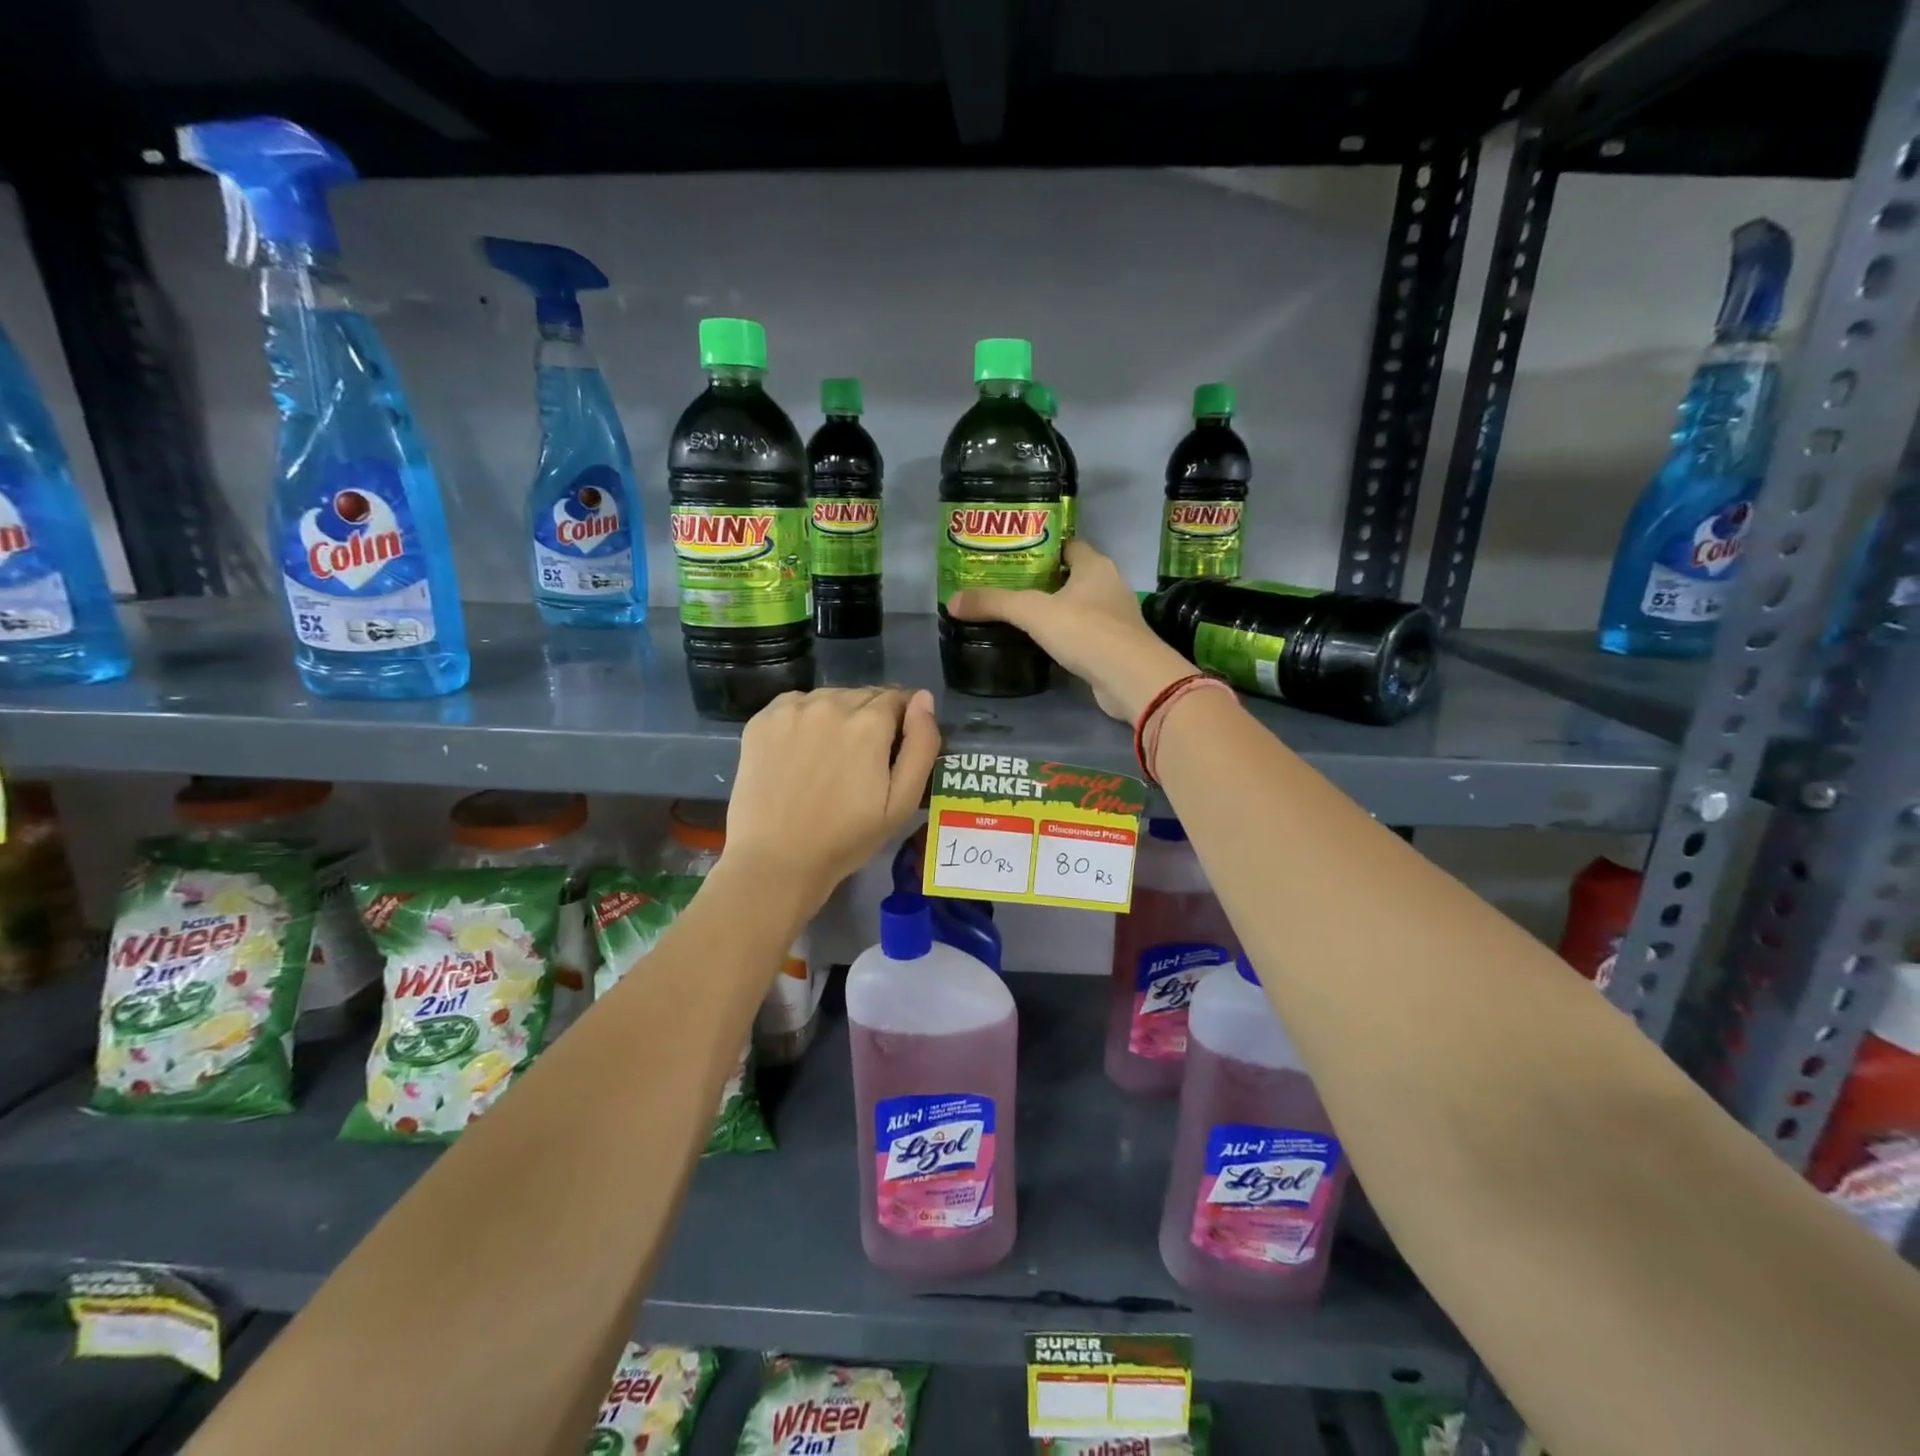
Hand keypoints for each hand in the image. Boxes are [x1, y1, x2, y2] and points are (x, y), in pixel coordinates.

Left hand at [720, 687, 940, 911]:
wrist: (776, 860)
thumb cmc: (846, 838)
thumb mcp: (901, 802)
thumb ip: (921, 745)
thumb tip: (924, 698)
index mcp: (869, 723)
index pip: (897, 698)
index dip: (902, 721)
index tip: (894, 748)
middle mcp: (830, 703)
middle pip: (863, 695)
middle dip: (871, 718)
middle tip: (862, 759)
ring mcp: (791, 710)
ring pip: (829, 697)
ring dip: (838, 716)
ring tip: (830, 756)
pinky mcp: (761, 720)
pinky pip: (795, 705)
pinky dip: (805, 718)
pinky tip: (801, 751)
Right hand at [947, 538, 1193, 721]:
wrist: (1131, 679)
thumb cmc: (1086, 631)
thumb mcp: (1033, 612)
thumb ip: (994, 604)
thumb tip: (952, 602)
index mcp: (1095, 566)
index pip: (1068, 545)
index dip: (1043, 546)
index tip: (1014, 554)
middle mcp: (1110, 586)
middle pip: (1072, 576)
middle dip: (1044, 580)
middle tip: (1007, 586)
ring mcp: (1116, 619)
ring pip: (1079, 607)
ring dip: (1055, 611)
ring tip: (1019, 615)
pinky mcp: (1115, 648)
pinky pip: (1085, 635)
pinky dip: (1066, 637)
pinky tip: (1042, 645)